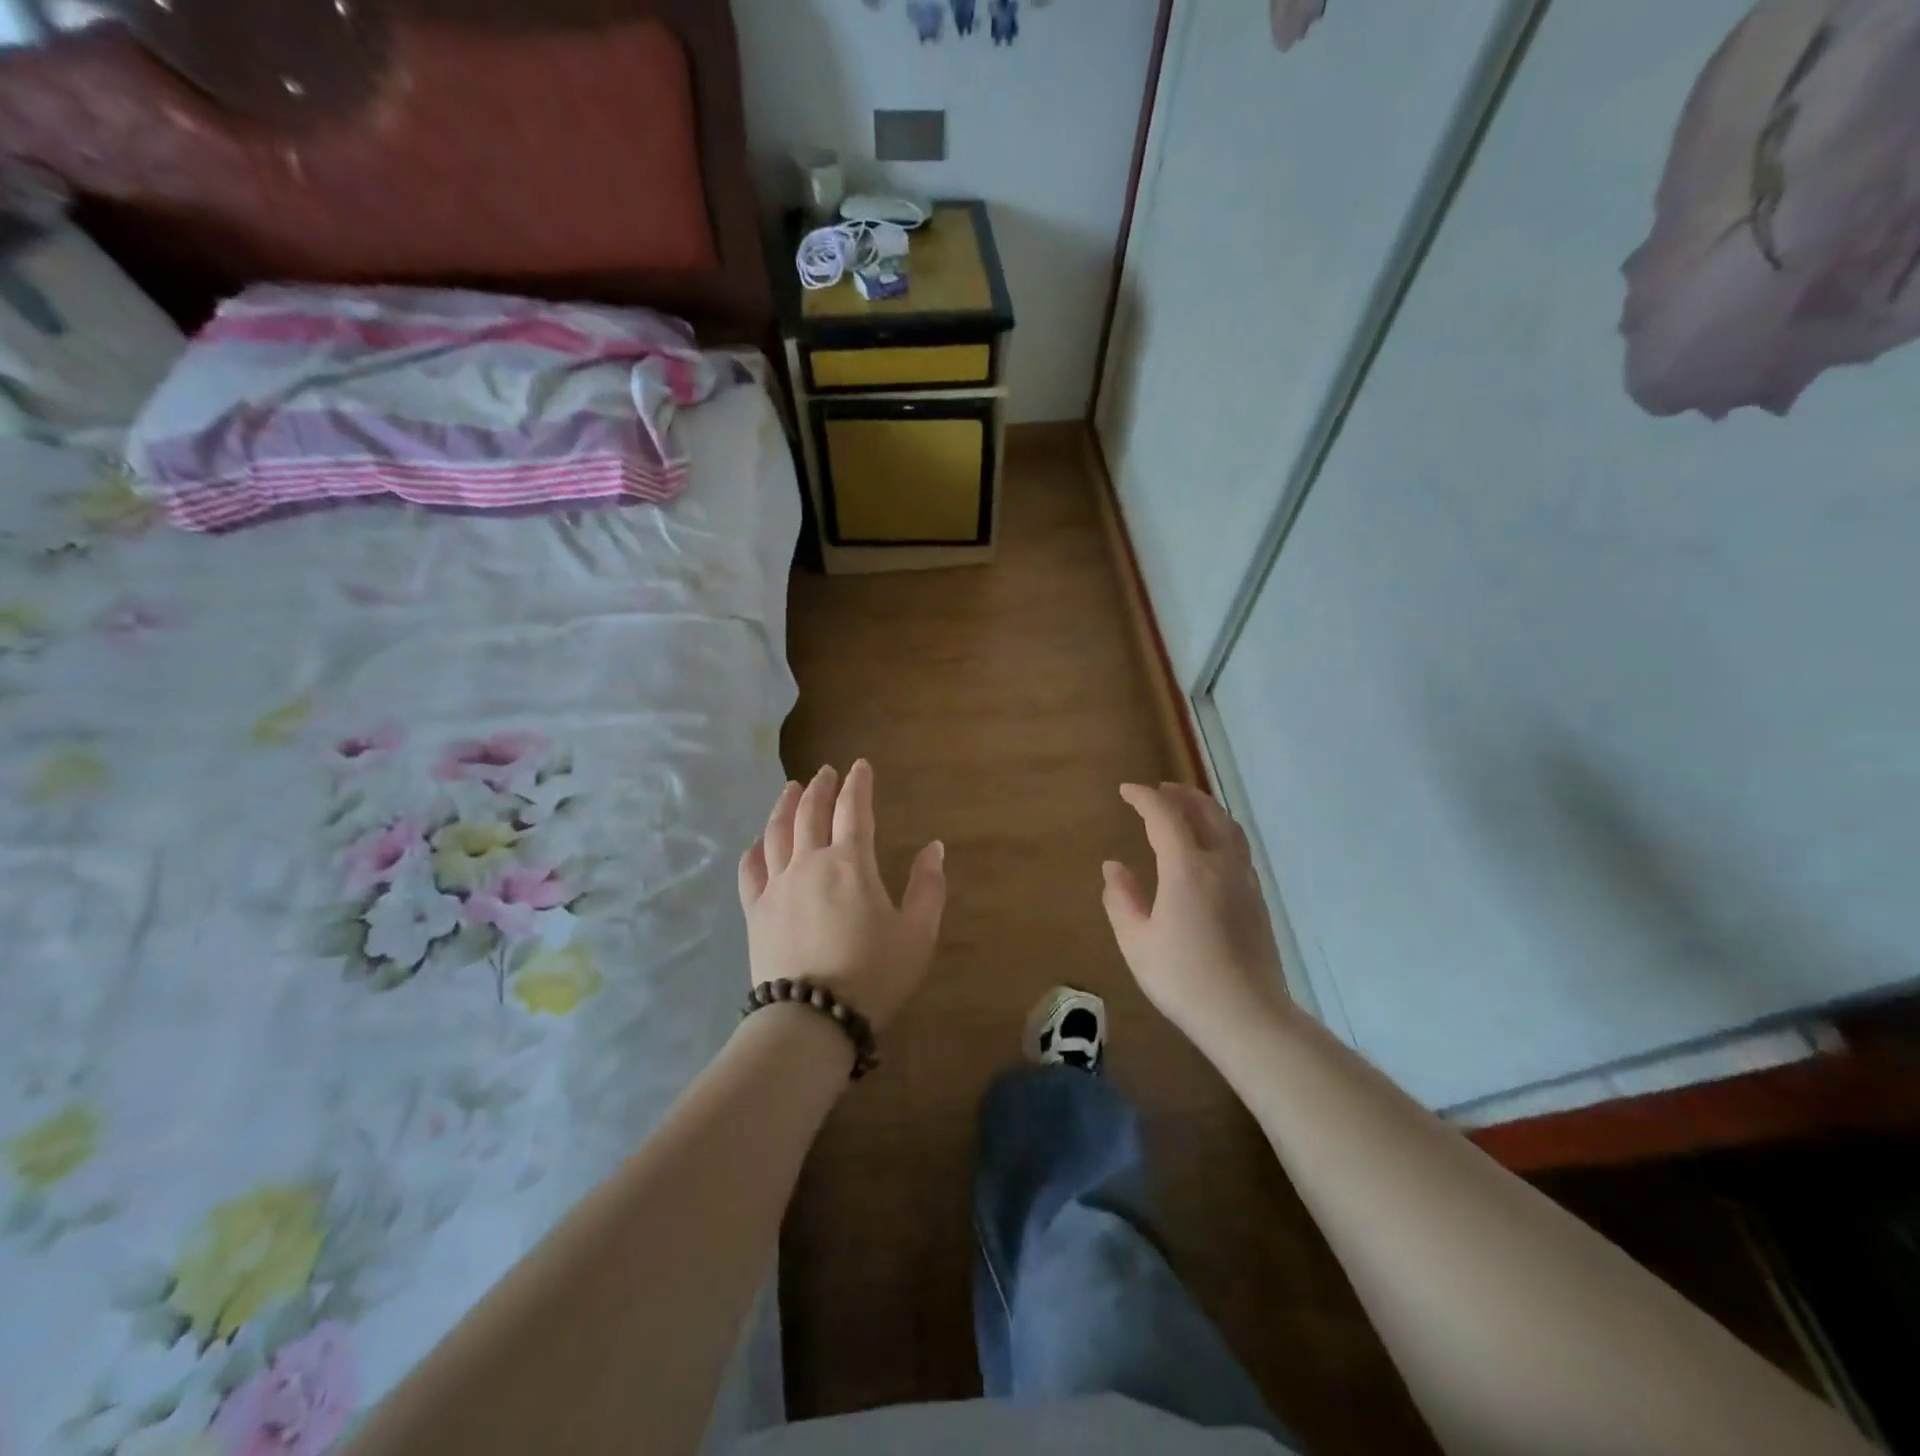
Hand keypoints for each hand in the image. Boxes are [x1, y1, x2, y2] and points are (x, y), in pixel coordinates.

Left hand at [738, 760, 945, 1030]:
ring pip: (777, 832)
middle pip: (811, 812)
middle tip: (825, 772)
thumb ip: (928, 886)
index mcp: (851, 863)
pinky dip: (754, 849)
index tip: (860, 766)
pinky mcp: (755, 910)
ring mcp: (777, 885)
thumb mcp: (917, 933)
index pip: (853, 809)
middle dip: (820, 787)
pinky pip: (750, 870)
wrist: (812, 1019)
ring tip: (790, 789)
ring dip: (785, 805)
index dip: (857, 784)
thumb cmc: (873, 975)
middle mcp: (810, 863)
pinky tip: (758, 842)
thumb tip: (934, 846)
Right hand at [1102, 782, 1293, 1050]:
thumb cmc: (1182, 978)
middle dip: (1181, 795)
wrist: (1247, 1016)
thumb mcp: (1136, 941)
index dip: (1144, 798)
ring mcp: (1244, 881)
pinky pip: (1238, 848)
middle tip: (1159, 790)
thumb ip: (1121, 898)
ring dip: (1205, 809)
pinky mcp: (1257, 900)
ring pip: (1228, 828)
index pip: (1165, 816)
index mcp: (1187, 869)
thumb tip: (1114, 866)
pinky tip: (1208, 849)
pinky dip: (1219, 832)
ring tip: (1186, 809)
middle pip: (1205, 812)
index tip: (1125, 791)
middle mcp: (1221, 864)